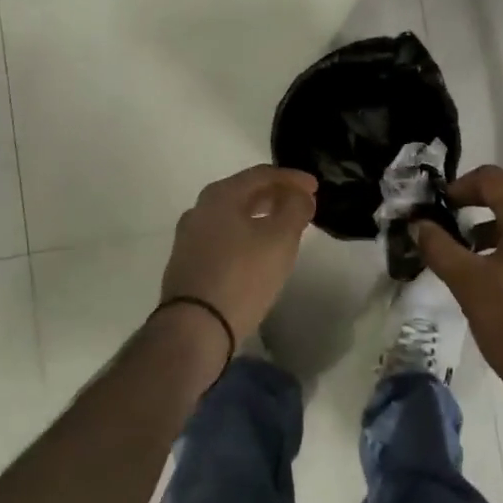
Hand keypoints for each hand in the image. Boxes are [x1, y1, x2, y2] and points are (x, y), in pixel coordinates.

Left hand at [160, 166, 318, 345]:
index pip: (262, 174)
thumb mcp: (280, 238)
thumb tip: (299, 195)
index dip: (292, 178)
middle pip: (245, 192)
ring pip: (233, 216)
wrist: (194, 328)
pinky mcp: (187, 263)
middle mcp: (199, 209)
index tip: (315, 187)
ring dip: (261, 216)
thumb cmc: (242, 276)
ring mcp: (189, 237)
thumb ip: (295, 208)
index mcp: (220, 195)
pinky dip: (246, 235)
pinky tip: (259, 251)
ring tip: (284, 228)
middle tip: (302, 205)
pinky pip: (223, 237)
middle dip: (276, 196)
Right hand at [414, 166, 502, 416]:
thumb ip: (439, 247)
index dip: (459, 186)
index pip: (492, 179)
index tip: (437, 208)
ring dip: (487, 234)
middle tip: (442, 232)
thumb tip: (419, 224)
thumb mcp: (468, 283)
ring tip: (460, 260)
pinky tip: (487, 281)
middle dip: (471, 212)